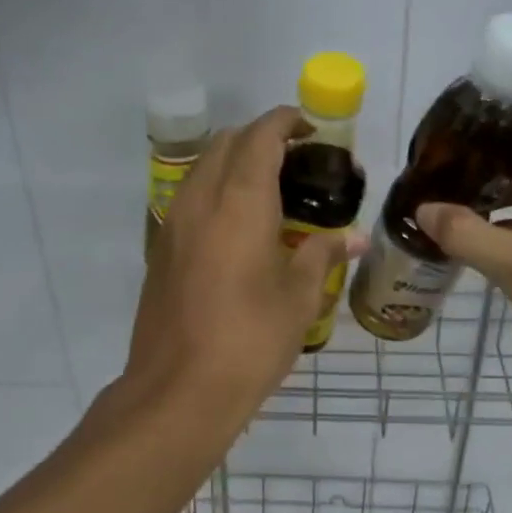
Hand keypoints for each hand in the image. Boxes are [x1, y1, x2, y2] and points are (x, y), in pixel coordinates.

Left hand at [121, 106, 357, 418]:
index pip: (259, 137)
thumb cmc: (250, 340)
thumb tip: (351, 237)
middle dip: (258, 138)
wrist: (179, 390)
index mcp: (239, 203)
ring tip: (268, 191)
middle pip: (224, 144)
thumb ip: (322, 255)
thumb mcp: (298, 298)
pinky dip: (215, 192)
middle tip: (294, 161)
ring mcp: (172, 225)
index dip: (284, 122)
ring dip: (232, 163)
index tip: (309, 129)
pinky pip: (188, 200)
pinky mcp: (160, 252)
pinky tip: (238, 228)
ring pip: (201, 170)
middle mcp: (199, 201)